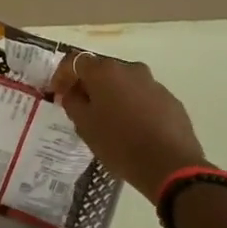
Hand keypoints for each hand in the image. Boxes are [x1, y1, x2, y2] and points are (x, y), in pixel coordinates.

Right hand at [52, 53, 207, 198]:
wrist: (170, 165)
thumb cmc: (119, 143)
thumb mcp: (84, 125)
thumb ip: (72, 102)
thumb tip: (72, 92)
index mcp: (105, 71)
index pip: (74, 62)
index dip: (61, 76)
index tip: (56, 93)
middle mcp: (130, 69)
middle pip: (101, 70)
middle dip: (87, 85)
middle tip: (79, 107)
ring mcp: (153, 83)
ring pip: (123, 83)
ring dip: (111, 96)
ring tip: (106, 121)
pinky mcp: (170, 100)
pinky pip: (142, 97)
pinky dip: (131, 106)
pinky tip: (130, 128)